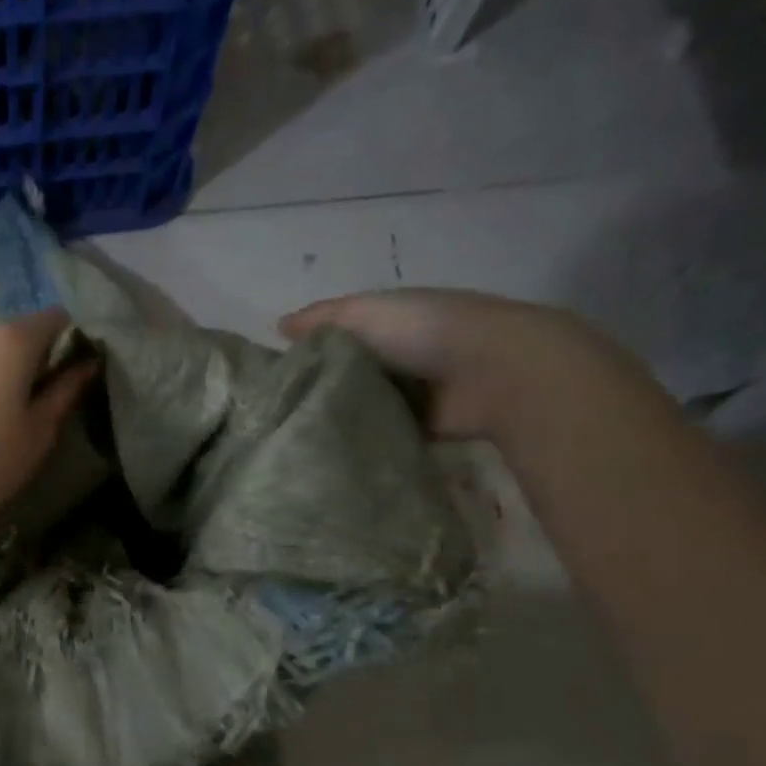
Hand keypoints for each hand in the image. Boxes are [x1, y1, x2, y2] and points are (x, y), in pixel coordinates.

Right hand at [279, 288, 620, 439]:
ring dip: (339, 417)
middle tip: (277, 415)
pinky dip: (362, 439)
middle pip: (347, 372)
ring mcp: (412, 393)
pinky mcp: (421, 428)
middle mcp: (399, 355)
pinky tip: (330, 453)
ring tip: (296, 438)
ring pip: (362, 404)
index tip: (271, 377)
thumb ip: (320, 320)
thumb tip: (278, 327)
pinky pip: (381, 433)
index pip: (337, 336)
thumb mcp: (363, 313)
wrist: (494, 372)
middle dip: (319, 388)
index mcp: (387, 321)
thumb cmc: (424, 331)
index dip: (307, 352)